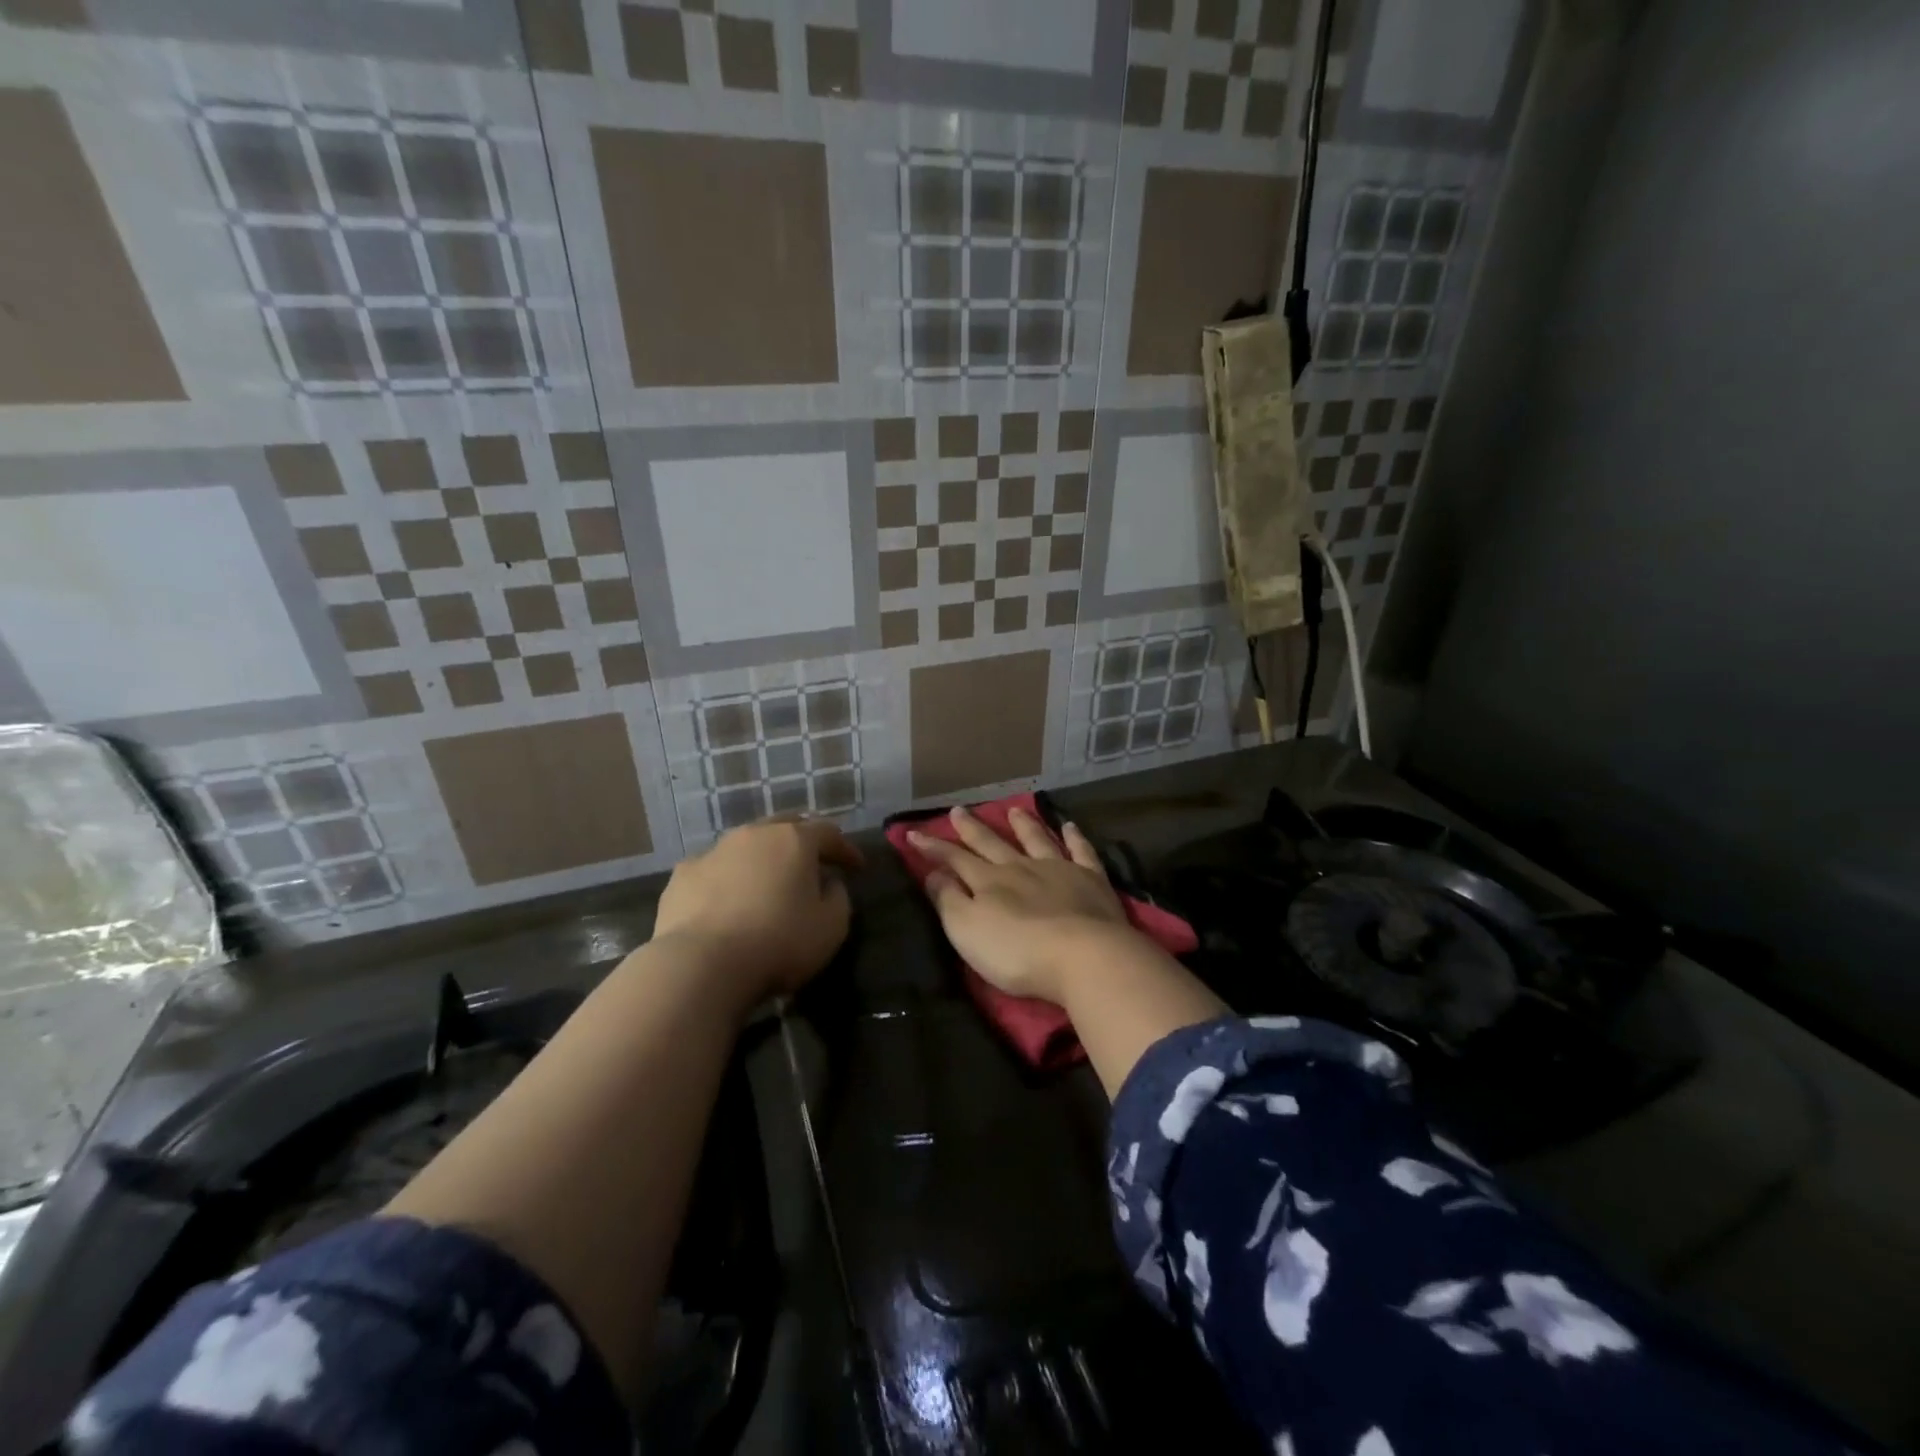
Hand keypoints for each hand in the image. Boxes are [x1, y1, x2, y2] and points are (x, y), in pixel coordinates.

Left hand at [652, 817, 862, 1009]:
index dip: (846, 849)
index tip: (857, 867)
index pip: (829, 833)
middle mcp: (753, 835)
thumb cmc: (778, 942)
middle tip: (813, 862)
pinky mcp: (682, 876)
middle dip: (803, 840)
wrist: (700, 965)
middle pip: (785, 826)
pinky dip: (727, 878)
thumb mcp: (832, 927)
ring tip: (769, 880)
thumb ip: (838, 897)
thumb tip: (828, 883)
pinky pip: (714, 869)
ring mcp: (713, 852)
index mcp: (794, 840)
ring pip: (746, 844)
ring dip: (762, 857)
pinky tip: (727, 900)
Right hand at [907, 805, 1142, 1003]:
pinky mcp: (1091, 881)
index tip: (913, 833)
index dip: (933, 847)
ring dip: (1023, 825)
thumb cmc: (1018, 951)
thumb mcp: (968, 930)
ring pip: (1036, 840)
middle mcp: (1021, 868)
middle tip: (958, 810)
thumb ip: (948, 900)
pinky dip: (1075, 838)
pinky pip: (1081, 852)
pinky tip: (1071, 826)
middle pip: (992, 844)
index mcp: (989, 881)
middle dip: (972, 829)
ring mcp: (1059, 870)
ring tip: (1013, 810)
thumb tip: (933, 874)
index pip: (954, 859)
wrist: (1084, 956)